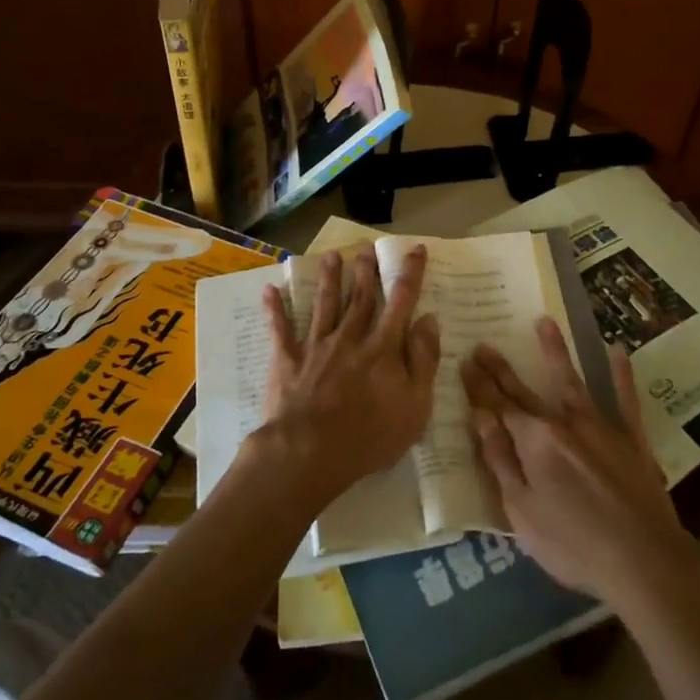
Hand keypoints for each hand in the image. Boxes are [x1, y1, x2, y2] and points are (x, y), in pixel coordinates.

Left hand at [257, 245, 439, 506]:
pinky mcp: (288, 361)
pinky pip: (280, 331)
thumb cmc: (371, 435)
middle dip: (365, 270)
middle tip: (366, 247)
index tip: (415, 250)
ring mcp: (316, 347)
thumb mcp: (416, 405)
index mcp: (383, 347)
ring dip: (328, 279)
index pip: (402, 301)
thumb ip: (423, 359)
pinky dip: (275, 310)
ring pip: (324, 305)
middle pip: (360, 297)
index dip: (410, 274)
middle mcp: (350, 338)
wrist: (310, 452)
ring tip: (331, 256)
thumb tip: (429, 320)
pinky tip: (270, 290)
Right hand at [462, 318, 695, 606]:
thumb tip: (480, 418)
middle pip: (526, 391)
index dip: (480, 386)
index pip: (499, 406)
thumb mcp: (521, 511)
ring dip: (556, 351)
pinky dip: (621, 375)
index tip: (465, 361)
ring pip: (573, 381)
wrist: (644, 560)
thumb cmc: (573, 543)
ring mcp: (601, 426)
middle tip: (484, 344)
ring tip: (545, 322)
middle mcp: (564, 423)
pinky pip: (625, 400)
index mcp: (534, 441)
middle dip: (501, 369)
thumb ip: (500, 460)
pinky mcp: (632, 439)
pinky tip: (618, 351)